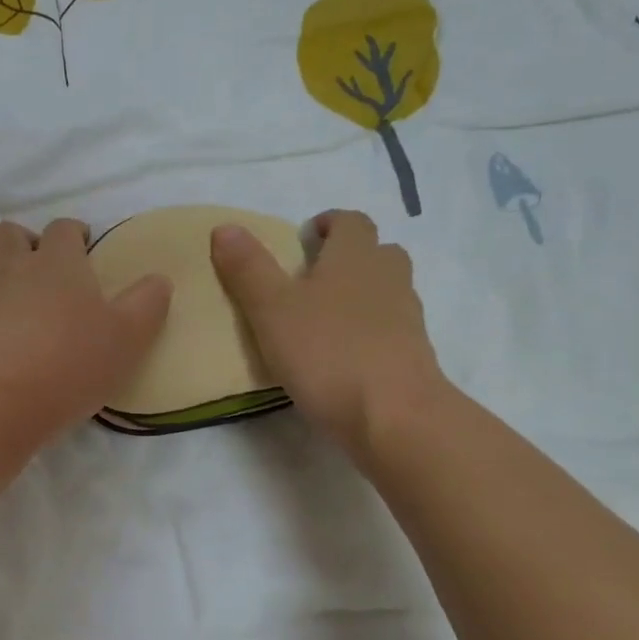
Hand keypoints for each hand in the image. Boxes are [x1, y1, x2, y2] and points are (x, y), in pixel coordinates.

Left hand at [0, 218, 171, 439]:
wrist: (2, 399)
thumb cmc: (74, 361)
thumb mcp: (129, 336)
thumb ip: (148, 303)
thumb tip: (159, 280)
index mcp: (58, 261)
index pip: (62, 228)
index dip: (73, 233)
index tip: (84, 248)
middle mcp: (16, 267)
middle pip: (11, 233)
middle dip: (28, 241)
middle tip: (46, 268)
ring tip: (18, 293)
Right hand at [211, 210, 444, 458]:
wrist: (394, 417)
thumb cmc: (327, 353)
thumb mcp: (271, 310)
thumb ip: (248, 269)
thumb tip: (225, 227)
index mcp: (355, 257)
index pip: (351, 222)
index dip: (329, 223)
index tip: (305, 238)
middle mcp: (388, 278)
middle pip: (377, 252)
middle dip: (348, 256)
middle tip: (312, 277)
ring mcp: (407, 318)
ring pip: (387, 290)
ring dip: (361, 293)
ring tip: (323, 318)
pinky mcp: (413, 355)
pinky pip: (391, 328)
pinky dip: (369, 330)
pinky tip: (342, 355)